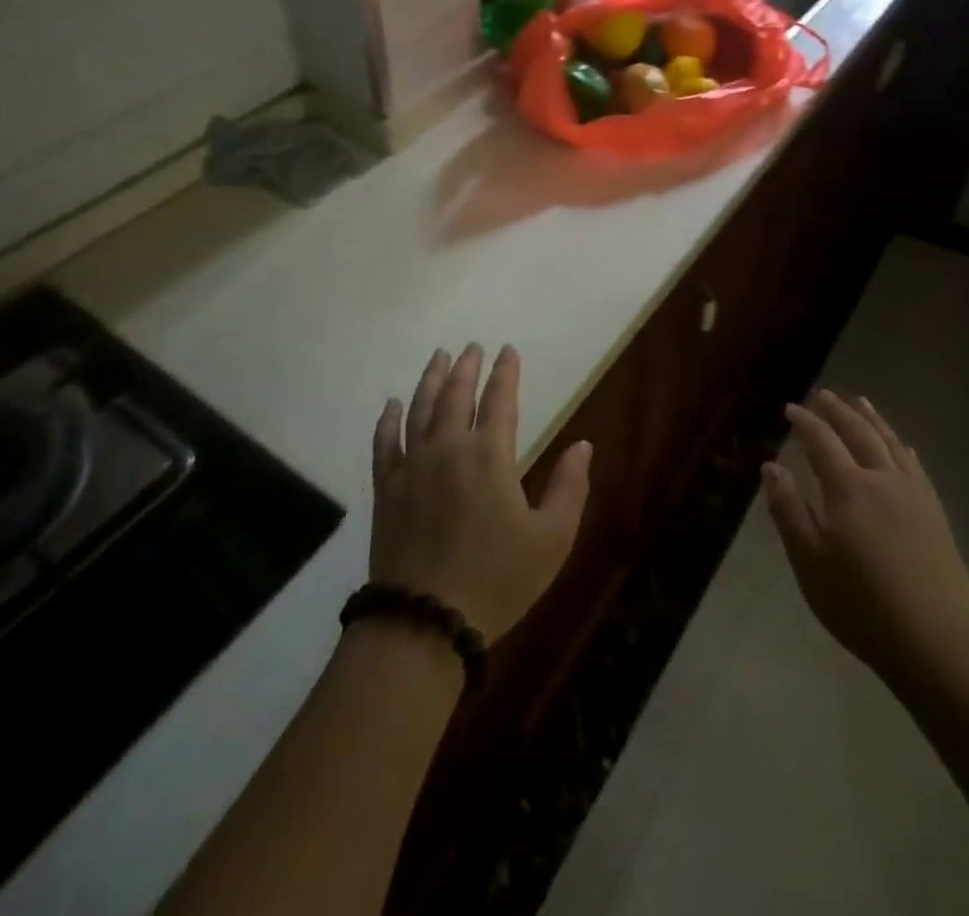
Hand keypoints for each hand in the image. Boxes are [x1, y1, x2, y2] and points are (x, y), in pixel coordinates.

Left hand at [370, 344, 591, 642]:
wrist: (424, 622)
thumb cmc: (497, 580)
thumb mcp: (551, 540)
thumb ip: (570, 487)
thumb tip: (583, 445)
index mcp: (489, 456)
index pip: (499, 400)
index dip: (505, 372)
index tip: (508, 349)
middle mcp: (448, 449)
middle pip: (455, 395)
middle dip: (466, 367)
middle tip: (472, 346)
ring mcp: (412, 467)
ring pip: (420, 409)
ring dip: (430, 379)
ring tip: (438, 356)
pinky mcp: (386, 489)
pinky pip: (385, 442)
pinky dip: (389, 419)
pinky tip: (393, 404)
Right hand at [763, 389, 968, 694]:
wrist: (935, 643)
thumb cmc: (860, 605)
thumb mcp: (810, 561)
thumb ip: (789, 510)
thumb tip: (771, 466)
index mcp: (848, 489)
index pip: (822, 441)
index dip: (805, 421)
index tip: (790, 408)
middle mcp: (883, 479)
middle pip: (859, 433)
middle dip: (838, 410)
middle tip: (822, 394)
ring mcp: (915, 495)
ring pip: (891, 442)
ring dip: (872, 418)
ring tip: (859, 401)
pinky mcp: (936, 513)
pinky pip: (915, 465)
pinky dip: (901, 446)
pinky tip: (901, 445)